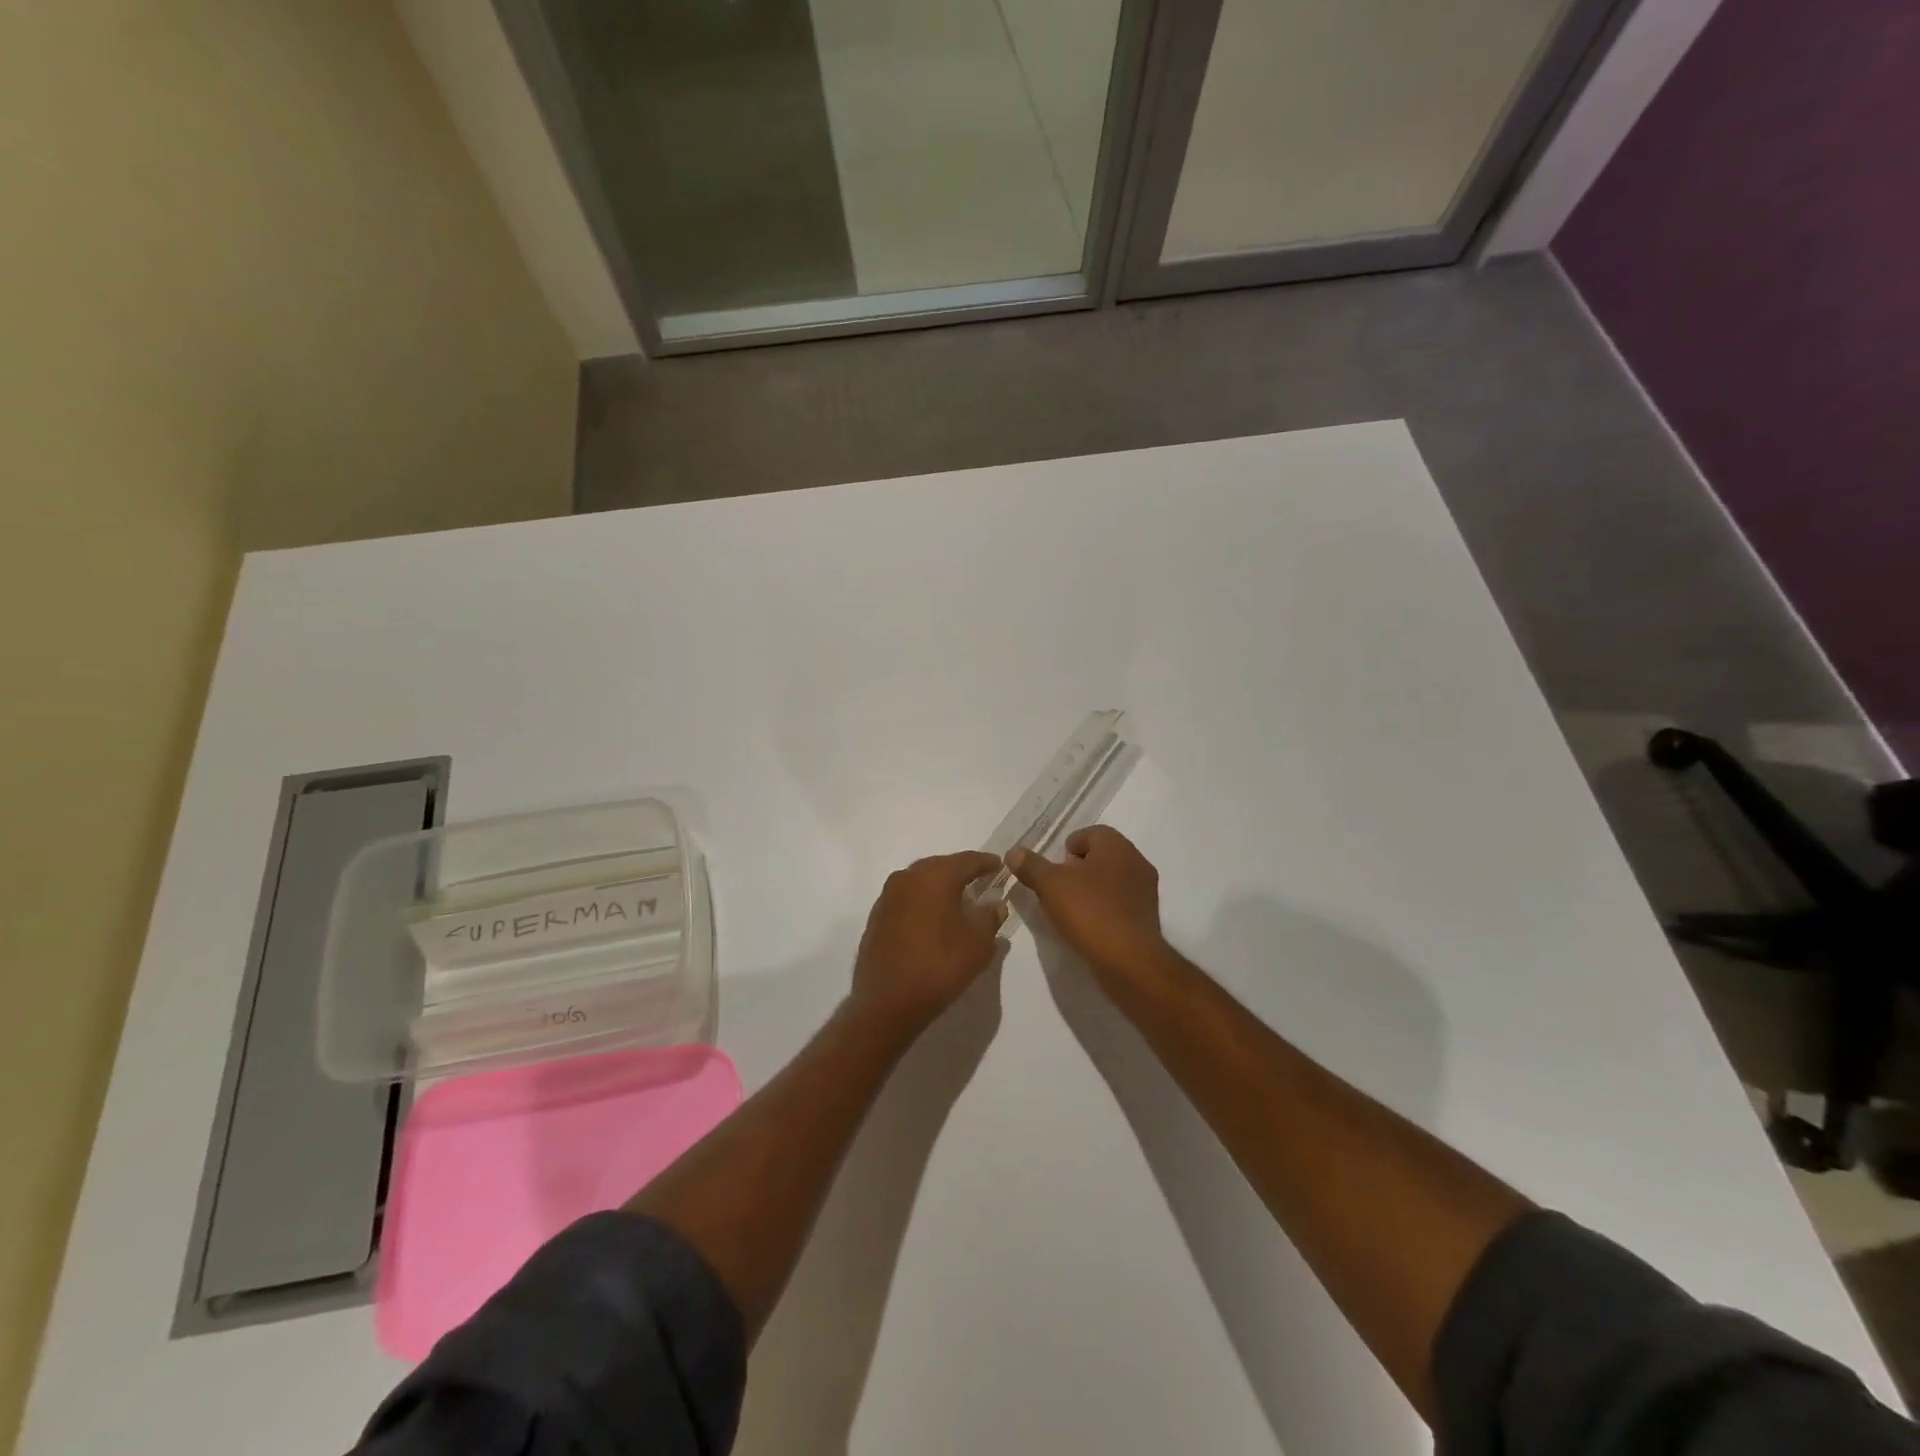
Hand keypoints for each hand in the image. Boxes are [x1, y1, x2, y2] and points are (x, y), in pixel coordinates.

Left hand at [850, 851, 1006, 1035]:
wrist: (887, 1003)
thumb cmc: (939, 967)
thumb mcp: (978, 944)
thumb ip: (990, 918)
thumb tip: (995, 905)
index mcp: (935, 876)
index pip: (967, 860)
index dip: (987, 863)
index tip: (1000, 867)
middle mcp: (908, 877)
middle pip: (941, 866)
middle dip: (961, 873)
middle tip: (981, 882)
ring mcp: (888, 896)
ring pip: (921, 881)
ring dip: (940, 888)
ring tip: (958, 901)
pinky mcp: (877, 916)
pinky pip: (907, 899)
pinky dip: (923, 903)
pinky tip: (933, 919)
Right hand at [1007, 826, 1171, 990]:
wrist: (1130, 961)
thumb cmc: (1090, 912)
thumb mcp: (1050, 885)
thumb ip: (1031, 866)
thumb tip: (1014, 852)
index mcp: (1117, 846)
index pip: (1091, 833)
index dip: (1068, 847)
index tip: (1053, 869)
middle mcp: (1136, 861)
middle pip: (1101, 856)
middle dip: (1077, 869)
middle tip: (1057, 888)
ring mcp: (1145, 890)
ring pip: (1111, 880)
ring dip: (1090, 889)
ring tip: (1069, 909)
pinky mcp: (1147, 917)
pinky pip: (1120, 902)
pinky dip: (1103, 908)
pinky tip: (1088, 925)